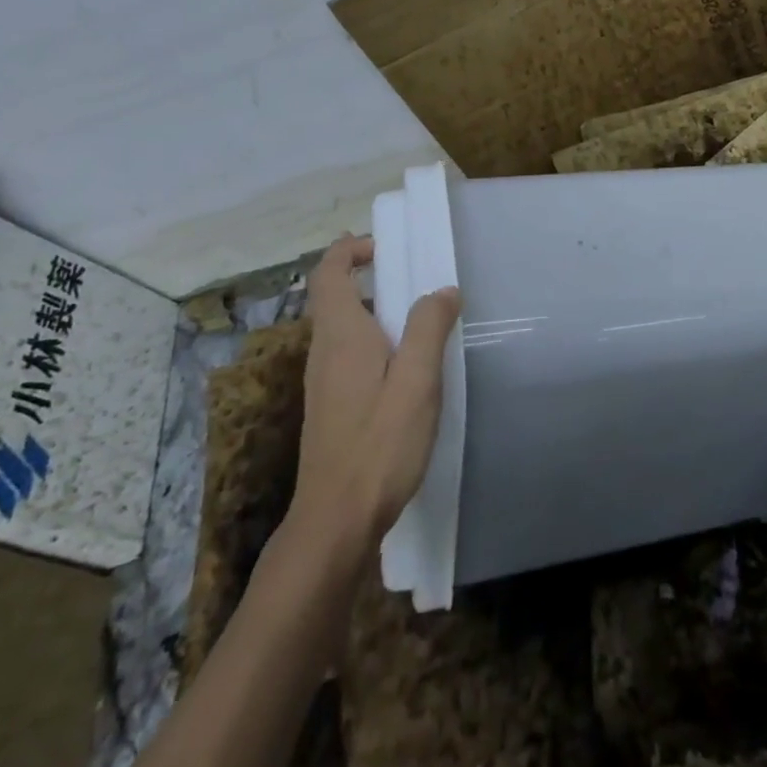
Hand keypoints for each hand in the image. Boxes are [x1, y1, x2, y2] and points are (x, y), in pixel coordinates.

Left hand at [286, 235, 461, 558]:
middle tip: (417, 276)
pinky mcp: (332, 406)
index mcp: (341, 335)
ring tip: (422, 318)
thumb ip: (429, 328)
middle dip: (371, 275)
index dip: (349, 250)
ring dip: (377, 309)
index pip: (329, 273)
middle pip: (336, 297)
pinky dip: (377, 339)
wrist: (336, 521)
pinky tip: (409, 366)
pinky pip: (351, 353)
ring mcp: (324, 381)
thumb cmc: (379, 445)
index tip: (385, 245)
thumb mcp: (417, 381)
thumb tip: (442, 290)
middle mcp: (325, 351)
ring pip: (345, 327)